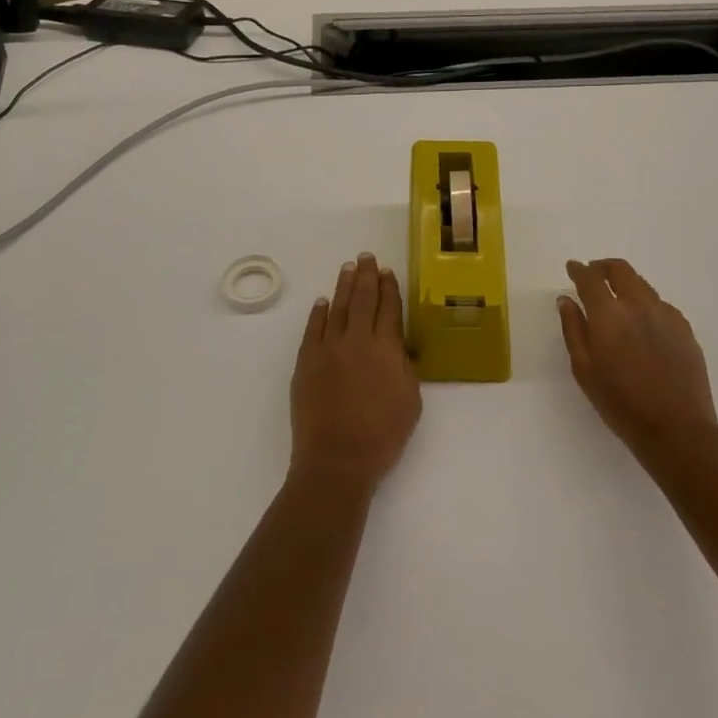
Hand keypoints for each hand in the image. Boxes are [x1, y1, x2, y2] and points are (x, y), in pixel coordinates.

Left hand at [290, 253, 421, 489]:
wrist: (336, 460)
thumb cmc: (382, 436)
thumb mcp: (410, 400)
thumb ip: (404, 365)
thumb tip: (396, 344)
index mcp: (386, 349)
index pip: (389, 308)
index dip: (389, 288)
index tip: (388, 272)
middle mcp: (357, 340)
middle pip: (363, 300)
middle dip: (366, 276)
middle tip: (367, 257)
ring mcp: (328, 349)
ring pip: (338, 308)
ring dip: (344, 286)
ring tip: (348, 268)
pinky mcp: (306, 361)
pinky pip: (313, 328)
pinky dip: (319, 313)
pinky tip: (323, 302)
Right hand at [558, 258, 717, 467]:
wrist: (677, 429)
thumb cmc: (621, 403)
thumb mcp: (584, 369)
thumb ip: (573, 329)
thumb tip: (566, 299)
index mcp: (608, 313)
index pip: (590, 278)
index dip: (579, 269)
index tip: (572, 268)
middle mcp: (638, 304)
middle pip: (620, 269)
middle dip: (603, 267)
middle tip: (593, 274)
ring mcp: (665, 314)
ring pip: (642, 284)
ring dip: (625, 283)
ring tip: (618, 298)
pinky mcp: (685, 328)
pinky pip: (661, 304)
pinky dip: (646, 303)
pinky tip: (643, 323)